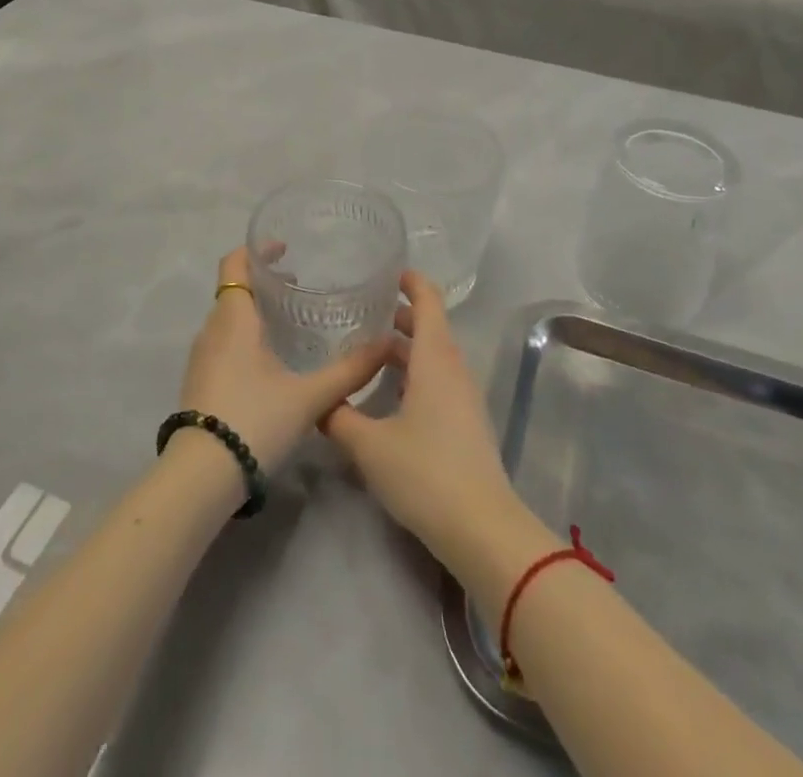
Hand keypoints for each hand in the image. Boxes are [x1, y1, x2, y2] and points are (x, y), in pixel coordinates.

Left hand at [175, 247, 392, 476]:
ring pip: (228, 317)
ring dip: (254, 309)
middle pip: (233, 288)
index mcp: (234, 318)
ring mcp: (201, 356)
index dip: (257, 249)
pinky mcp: (199, 380)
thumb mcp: (309, 396)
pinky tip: (270, 359)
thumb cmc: (254, 419)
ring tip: (290, 321)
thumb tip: (387, 345)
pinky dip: (245, 335)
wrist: (200, 476)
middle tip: (300, 284)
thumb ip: (349, 370)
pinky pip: (223, 341)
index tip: (284, 249)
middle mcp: (212, 329)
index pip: (234, 263)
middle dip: (263, 281)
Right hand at [322, 271, 524, 565]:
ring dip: (405, 348)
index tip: (387, 272)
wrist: (483, 530)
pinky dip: (414, 374)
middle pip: (430, 328)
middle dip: (400, 316)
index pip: (428, 301)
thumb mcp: (369, 446)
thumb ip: (339, 418)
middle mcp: (453, 370)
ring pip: (434, 357)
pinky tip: (389, 396)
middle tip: (363, 313)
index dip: (411, 281)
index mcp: (434, 359)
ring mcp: (464, 398)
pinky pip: (438, 382)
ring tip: (368, 352)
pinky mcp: (466, 424)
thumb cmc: (425, 473)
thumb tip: (319, 402)